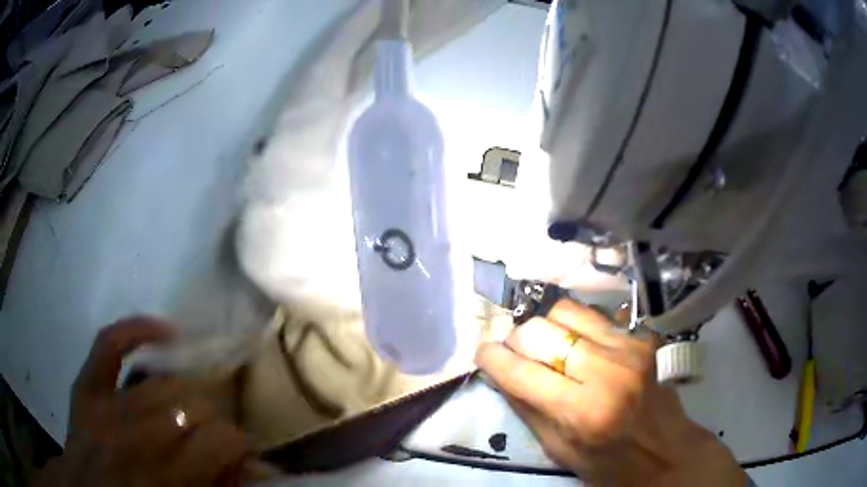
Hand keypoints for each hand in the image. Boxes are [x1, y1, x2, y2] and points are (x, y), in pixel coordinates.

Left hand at [33, 317, 247, 486]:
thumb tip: (246, 462)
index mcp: (166, 479)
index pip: (221, 441)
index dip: (238, 443)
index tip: (240, 450)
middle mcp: (136, 439)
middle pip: (192, 406)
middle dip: (213, 419)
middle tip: (214, 432)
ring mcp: (105, 406)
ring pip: (162, 382)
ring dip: (187, 391)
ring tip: (194, 401)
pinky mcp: (86, 383)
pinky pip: (110, 343)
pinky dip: (138, 329)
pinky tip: (166, 331)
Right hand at [476, 300, 745, 485]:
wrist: (665, 452)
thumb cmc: (609, 464)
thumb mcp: (559, 450)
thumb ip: (528, 408)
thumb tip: (501, 372)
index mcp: (583, 412)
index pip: (522, 372)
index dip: (493, 359)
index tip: (484, 354)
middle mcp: (607, 372)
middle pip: (542, 329)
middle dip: (518, 340)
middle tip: (518, 354)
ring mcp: (629, 348)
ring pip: (568, 310)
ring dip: (548, 327)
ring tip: (550, 348)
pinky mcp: (642, 337)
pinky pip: (596, 315)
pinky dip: (578, 327)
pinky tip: (580, 347)